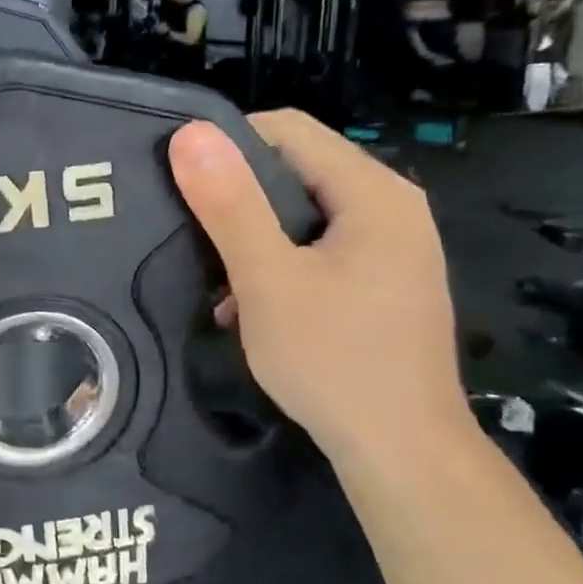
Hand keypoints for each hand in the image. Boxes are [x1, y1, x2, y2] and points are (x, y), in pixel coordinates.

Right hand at [169, 112, 469, 469]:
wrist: (401, 453)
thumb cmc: (333, 360)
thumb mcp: (268, 280)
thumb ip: (230, 205)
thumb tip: (192, 134)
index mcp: (373, 193)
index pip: (288, 130)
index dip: (227, 146)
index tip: (181, 183)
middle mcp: (391, 207)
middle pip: (296, 169)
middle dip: (236, 195)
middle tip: (189, 230)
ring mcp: (391, 246)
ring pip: (301, 212)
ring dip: (251, 235)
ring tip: (212, 273)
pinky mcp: (381, 280)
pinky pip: (317, 247)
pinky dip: (277, 262)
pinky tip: (245, 304)